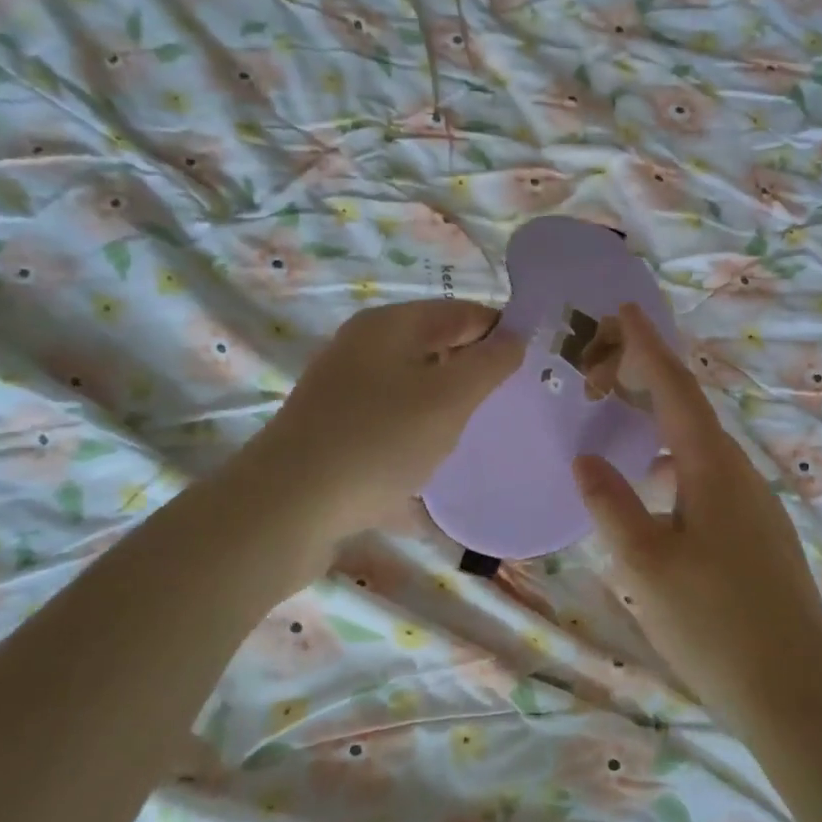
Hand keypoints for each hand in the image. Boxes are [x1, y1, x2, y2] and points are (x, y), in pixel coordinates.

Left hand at [256, 299, 522, 546]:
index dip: (502, 332)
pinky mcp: (335, 431)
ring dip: (447, 406)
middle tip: (512, 404)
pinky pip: (391, 423)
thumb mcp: (449, 398)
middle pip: (436, 347)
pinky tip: (435, 464)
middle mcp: (363, 349)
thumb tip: (515, 336)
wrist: (286, 509)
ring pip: (414, 387)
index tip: (536, 365)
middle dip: (475, 371)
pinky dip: (417, 435)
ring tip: (478, 435)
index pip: (462, 312)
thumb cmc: (378, 441)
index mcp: (389, 326)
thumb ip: (490, 363)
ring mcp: (344, 391)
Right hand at [572, 304, 821, 734]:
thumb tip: (586, 458)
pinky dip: (677, 464)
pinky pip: (711, 478)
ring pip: (701, 447)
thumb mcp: (645, 565)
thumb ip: (611, 504)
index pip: (676, 388)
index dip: (649, 346)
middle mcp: (741, 474)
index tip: (625, 309)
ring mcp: (757, 505)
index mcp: (714, 468)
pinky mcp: (761, 535)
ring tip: (623, 424)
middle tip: (605, 373)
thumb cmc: (714, 625)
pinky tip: (656, 491)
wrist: (798, 693)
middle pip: (691, 411)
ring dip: (662, 426)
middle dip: (649, 382)